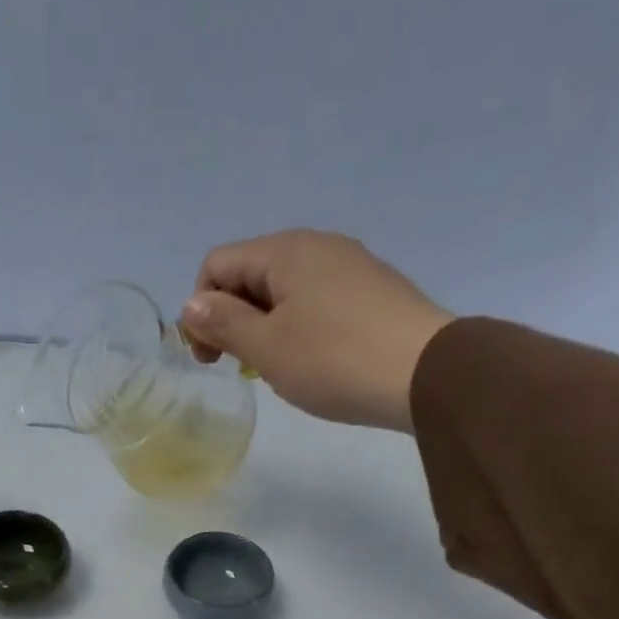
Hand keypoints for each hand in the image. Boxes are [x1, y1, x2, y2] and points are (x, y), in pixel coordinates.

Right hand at [180, 230, 453, 431]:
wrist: (426, 373)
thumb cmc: (334, 360)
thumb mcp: (267, 347)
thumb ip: (224, 323)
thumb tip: (191, 305)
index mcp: (284, 251)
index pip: (217, 265)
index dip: (200, 310)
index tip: (210, 358)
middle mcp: (317, 245)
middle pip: (251, 274)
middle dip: (232, 318)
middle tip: (241, 367)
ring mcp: (350, 266)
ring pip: (285, 290)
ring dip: (266, 327)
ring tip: (278, 369)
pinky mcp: (373, 290)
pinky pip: (317, 301)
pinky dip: (300, 328)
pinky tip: (315, 361)